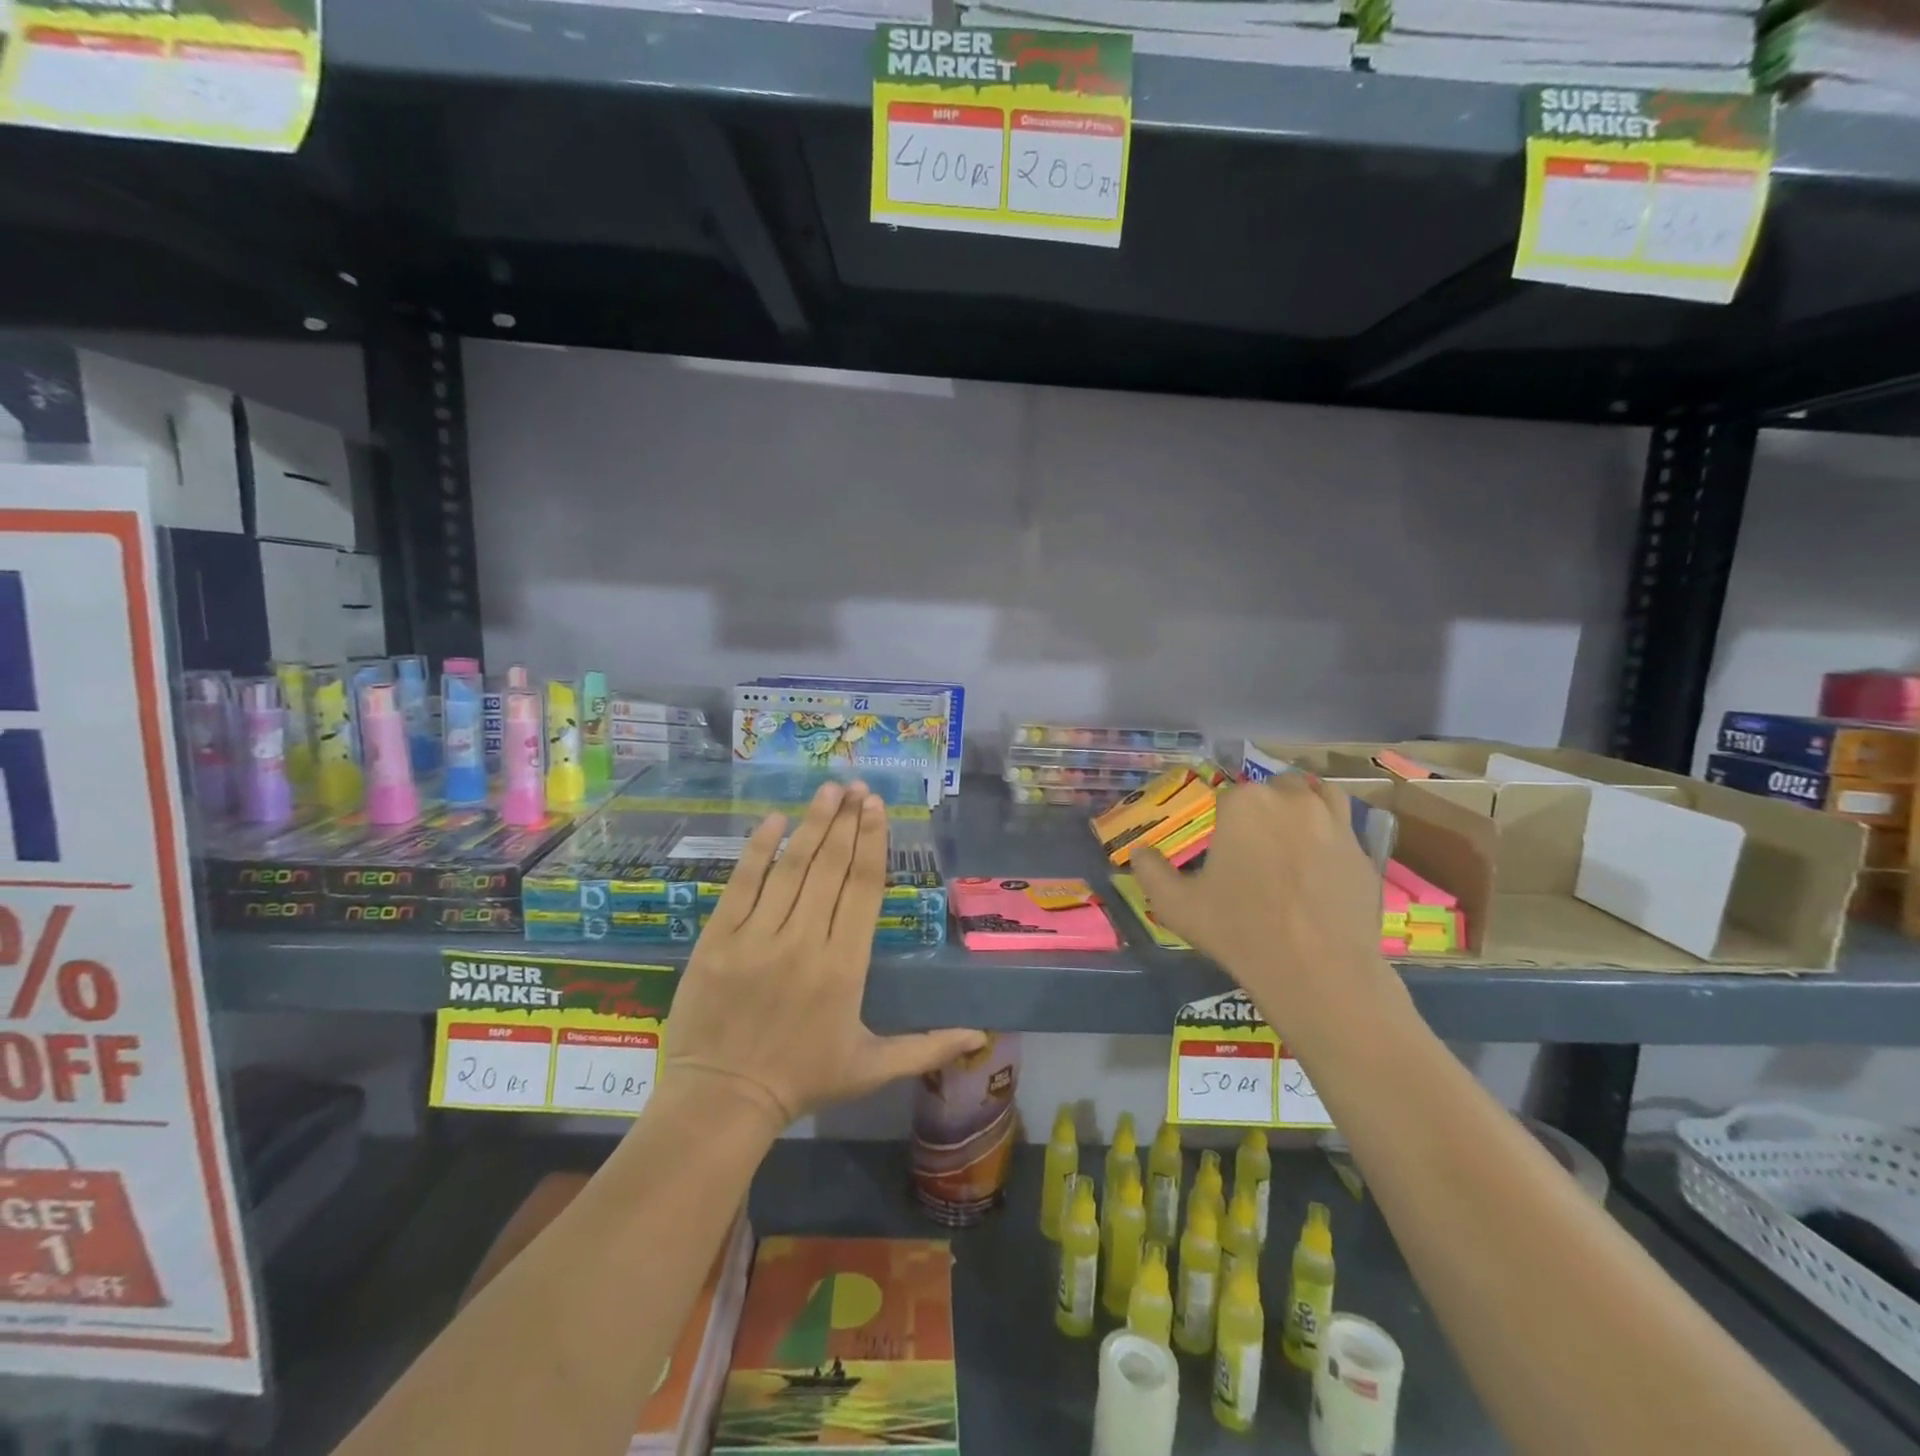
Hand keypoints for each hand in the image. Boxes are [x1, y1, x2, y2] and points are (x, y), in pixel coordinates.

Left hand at [660, 781, 986, 1134]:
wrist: (721, 1101)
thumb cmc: (802, 1080)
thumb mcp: (871, 1067)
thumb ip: (927, 1047)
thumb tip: (981, 1037)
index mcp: (845, 966)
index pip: (862, 888)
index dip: (872, 842)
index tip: (876, 807)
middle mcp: (805, 941)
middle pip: (830, 867)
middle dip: (846, 821)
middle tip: (856, 786)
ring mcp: (758, 937)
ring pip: (791, 867)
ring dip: (812, 823)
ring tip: (827, 790)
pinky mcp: (719, 939)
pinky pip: (741, 884)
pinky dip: (758, 850)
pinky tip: (774, 820)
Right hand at [1132, 773, 1397, 1032]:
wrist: (1319, 971)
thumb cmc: (1239, 931)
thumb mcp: (1176, 905)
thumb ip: (1151, 871)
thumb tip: (1138, 851)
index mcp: (1243, 804)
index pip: (1226, 796)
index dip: (1219, 820)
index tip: (1218, 848)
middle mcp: (1290, 799)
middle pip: (1271, 788)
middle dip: (1261, 809)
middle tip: (1251, 847)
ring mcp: (1334, 821)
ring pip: (1314, 795)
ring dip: (1299, 807)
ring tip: (1288, 839)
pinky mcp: (1363, 849)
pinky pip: (1342, 826)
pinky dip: (1328, 832)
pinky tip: (1317, 862)